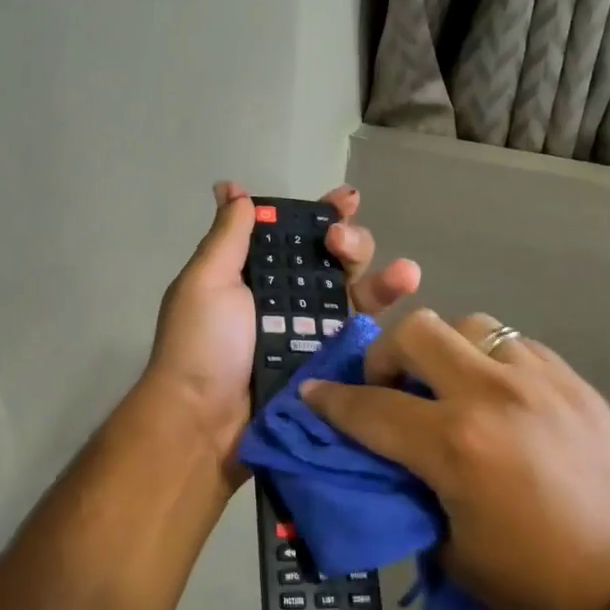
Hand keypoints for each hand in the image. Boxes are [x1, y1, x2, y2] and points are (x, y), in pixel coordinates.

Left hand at [146, 181, 419, 462]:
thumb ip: (228, 236)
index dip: (321, 214)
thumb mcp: (205, 281)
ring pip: (357, 294)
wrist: (205, 421)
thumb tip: (232, 187)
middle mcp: (288, 299)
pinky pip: (364, 333)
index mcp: (255, 275)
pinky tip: (408, 291)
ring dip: (383, 276)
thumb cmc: (201, 345)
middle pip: (334, 261)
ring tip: (404, 273)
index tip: (345, 199)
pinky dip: (388, 311)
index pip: (295, 235)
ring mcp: (313, 332)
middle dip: (350, 242)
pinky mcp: (333, 364)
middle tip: (341, 243)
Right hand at [299, 310, 609, 609]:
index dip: (331, 401)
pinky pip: (514, 343)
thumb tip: (397, 464)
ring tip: (448, 385)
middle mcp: (492, 394)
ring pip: (470, 324)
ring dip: (444, 348)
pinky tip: (497, 394)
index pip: (371, 408)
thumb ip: (414, 494)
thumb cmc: (542, 584)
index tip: (312, 394)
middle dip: (387, 355)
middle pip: (418, 331)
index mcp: (455, 445)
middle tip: (389, 388)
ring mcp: (539, 379)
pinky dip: (490, 358)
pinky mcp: (573, 381)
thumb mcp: (454, 552)